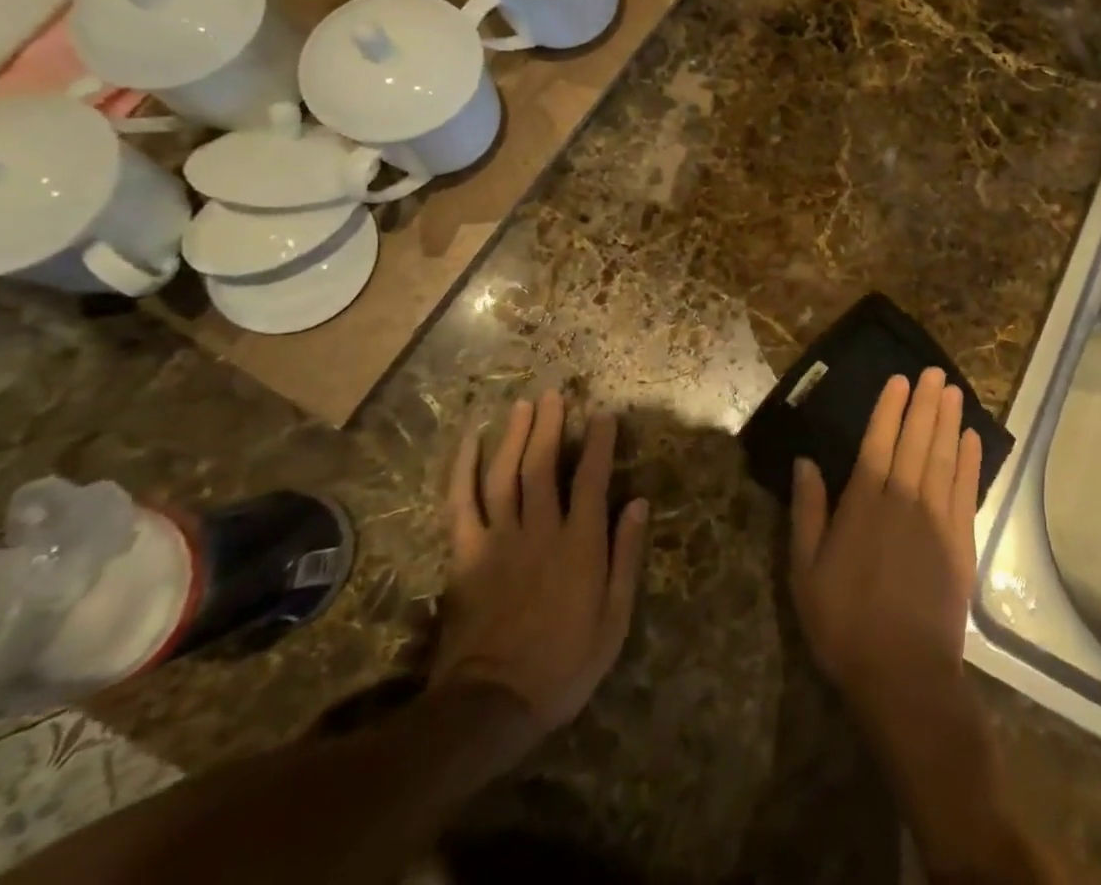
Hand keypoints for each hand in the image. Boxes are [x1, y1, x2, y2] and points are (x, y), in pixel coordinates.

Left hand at [434, 392, 648, 734]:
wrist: (493, 706)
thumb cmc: (564, 665)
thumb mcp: (614, 620)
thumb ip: (626, 557)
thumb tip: (639, 503)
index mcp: (579, 544)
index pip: (592, 478)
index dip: (599, 443)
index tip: (604, 415)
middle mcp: (540, 530)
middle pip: (543, 465)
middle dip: (550, 425)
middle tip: (555, 394)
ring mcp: (498, 540)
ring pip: (505, 474)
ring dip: (514, 436)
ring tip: (523, 405)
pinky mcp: (466, 555)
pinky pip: (460, 504)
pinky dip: (462, 470)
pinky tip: (468, 443)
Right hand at [789, 368, 983, 728]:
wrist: (905, 675)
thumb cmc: (845, 623)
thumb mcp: (806, 572)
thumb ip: (807, 512)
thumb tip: (805, 462)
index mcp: (864, 505)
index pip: (879, 442)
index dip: (889, 408)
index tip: (899, 379)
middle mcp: (904, 501)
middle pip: (916, 441)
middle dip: (925, 404)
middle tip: (934, 372)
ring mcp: (937, 520)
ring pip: (944, 457)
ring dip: (949, 421)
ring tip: (953, 390)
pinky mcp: (961, 542)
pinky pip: (966, 490)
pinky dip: (969, 461)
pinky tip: (971, 439)